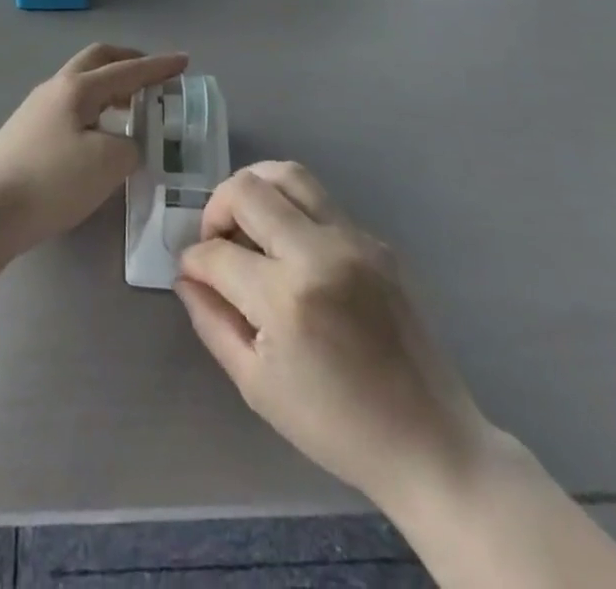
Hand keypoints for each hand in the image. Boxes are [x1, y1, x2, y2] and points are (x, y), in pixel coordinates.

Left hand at [0, 44, 186, 253]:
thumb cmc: (52, 181)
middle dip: (128, 62)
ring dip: (109, 87)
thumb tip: (125, 144)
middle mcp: (55, 87)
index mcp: (78, 88)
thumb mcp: (108, 164)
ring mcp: (35, 108)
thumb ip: (130, 146)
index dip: (158, 67)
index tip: (184, 61)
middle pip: (96, 60)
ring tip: (131, 108)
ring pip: (81, 84)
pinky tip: (98, 133)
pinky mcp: (25, 132)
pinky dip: (93, 108)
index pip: (127, 70)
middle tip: (153, 76)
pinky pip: (69, 106)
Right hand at [175, 163, 490, 507]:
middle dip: (217, 208)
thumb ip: (212, 321)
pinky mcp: (377, 241)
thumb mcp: (256, 385)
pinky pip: (321, 201)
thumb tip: (187, 276)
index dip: (193, 260)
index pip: (217, 253)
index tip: (192, 272)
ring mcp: (354, 240)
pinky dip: (291, 209)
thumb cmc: (334, 425)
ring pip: (288, 174)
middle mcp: (319, 253)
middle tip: (216, 240)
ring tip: (247, 224)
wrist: (429, 441)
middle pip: (248, 189)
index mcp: (287, 298)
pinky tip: (290, 248)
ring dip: (254, 190)